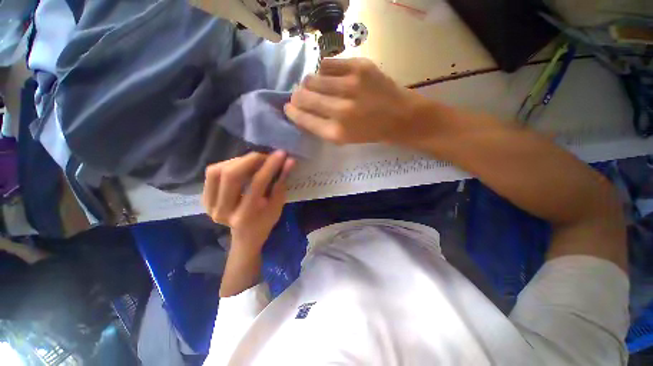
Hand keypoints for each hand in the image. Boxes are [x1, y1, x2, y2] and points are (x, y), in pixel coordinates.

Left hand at [202, 151, 295, 254]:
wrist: (246, 234)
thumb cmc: (266, 220)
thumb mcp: (278, 204)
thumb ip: (281, 182)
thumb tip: (290, 161)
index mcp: (245, 217)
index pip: (257, 184)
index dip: (270, 166)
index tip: (281, 154)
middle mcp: (223, 212)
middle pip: (232, 175)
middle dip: (251, 160)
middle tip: (265, 156)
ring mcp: (210, 205)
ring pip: (218, 171)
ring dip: (239, 161)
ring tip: (254, 162)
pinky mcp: (204, 198)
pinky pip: (213, 173)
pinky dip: (228, 164)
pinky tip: (241, 166)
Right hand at [284, 58, 424, 143]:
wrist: (400, 116)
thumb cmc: (370, 132)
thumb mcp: (344, 139)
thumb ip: (320, 127)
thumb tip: (300, 110)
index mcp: (336, 132)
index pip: (302, 118)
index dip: (292, 112)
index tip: (288, 107)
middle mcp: (340, 110)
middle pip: (304, 96)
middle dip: (297, 96)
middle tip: (300, 96)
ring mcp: (350, 86)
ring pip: (312, 78)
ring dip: (310, 83)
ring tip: (318, 87)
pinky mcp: (360, 67)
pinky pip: (327, 63)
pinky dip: (323, 70)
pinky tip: (330, 76)